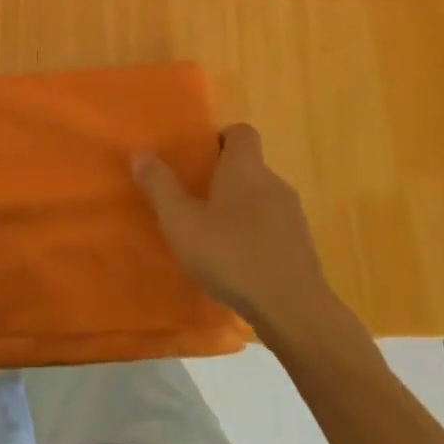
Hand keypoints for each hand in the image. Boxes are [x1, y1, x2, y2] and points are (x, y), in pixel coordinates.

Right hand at [134, 124, 345, 344]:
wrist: (294, 311)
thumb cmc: (232, 256)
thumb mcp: (182, 222)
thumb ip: (160, 186)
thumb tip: (140, 153)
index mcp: (246, 168)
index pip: (241, 132)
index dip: (219, 139)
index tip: (197, 160)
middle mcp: (273, 182)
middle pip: (248, 166)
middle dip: (222, 178)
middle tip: (193, 200)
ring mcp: (293, 216)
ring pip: (261, 198)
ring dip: (239, 209)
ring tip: (212, 235)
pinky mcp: (302, 247)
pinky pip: (273, 228)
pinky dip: (255, 235)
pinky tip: (237, 263)